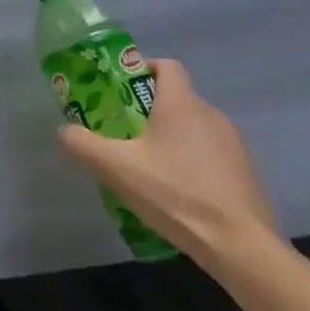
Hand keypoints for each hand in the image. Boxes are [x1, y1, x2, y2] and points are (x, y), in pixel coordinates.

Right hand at [57, 58, 281, 274]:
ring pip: (193, 127)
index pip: (166, 66)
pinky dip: (190, 160)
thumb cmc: (175, 193)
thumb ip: (83, 144)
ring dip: (169, 137)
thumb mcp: (116, 168)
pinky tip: (175, 190)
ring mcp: (233, 143)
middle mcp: (211, 114)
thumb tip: (64, 131)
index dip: (142, 70)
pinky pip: (210, 152)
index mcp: (182, 104)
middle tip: (122, 133)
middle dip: (147, 110)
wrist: (239, 244)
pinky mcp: (245, 171)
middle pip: (176, 98)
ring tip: (146, 166)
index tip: (120, 90)